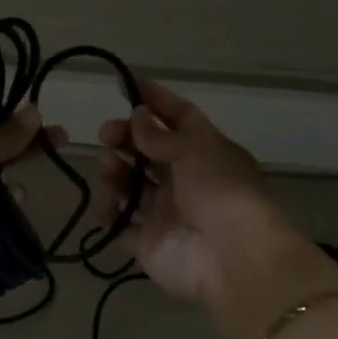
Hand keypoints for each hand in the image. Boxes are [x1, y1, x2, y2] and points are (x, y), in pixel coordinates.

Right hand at [94, 79, 281, 306]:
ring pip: (131, 185)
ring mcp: (165, 212)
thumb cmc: (219, 191)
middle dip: (125, 138)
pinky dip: (110, 212)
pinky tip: (108, 204)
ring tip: (108, 167)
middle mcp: (185, 180)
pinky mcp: (147, 242)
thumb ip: (159, 135)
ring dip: (115, 171)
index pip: (178, 118)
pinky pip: (120, 223)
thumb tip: (136, 115)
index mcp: (204, 153)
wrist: (230, 257)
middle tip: (107, 134)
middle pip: (147, 151)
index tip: (125, 82)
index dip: (154, 99)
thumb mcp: (194, 150)